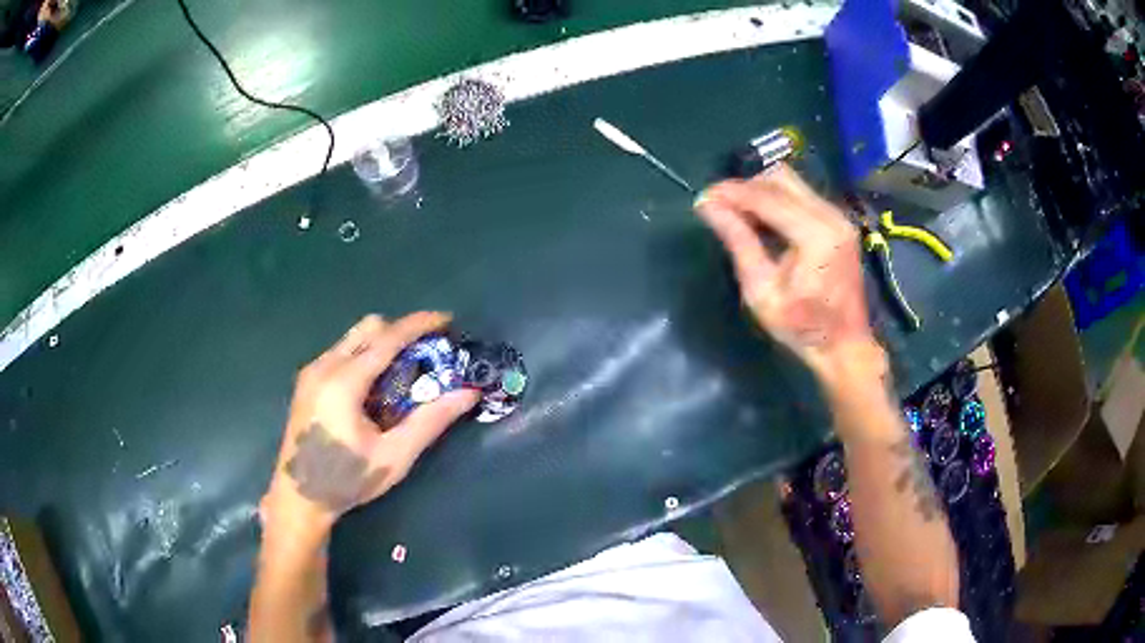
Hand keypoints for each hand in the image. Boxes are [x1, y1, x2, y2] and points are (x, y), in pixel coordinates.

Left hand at [260, 313, 478, 545]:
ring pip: (354, 338)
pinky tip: (376, 389)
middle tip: (428, 355)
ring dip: (383, 345)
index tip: (448, 320)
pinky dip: (366, 357)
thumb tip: (468, 393)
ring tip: (405, 375)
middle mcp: (324, 366)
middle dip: (401, 332)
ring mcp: (312, 372)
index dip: (420, 325)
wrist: (298, 498)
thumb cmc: (347, 480)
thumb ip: (430, 421)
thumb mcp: (394, 457)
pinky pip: (342, 352)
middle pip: (369, 328)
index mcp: (343, 382)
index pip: (387, 339)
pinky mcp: (307, 381)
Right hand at [694, 165, 885, 388]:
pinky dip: (777, 201)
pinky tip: (763, 222)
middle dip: (746, 188)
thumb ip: (738, 242)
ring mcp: (838, 216)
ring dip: (761, 192)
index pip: (766, 196)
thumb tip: (708, 206)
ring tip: (739, 216)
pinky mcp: (838, 221)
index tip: (703, 199)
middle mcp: (831, 216)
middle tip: (721, 209)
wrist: (845, 346)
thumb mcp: (761, 291)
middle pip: (780, 178)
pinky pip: (801, 195)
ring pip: (791, 183)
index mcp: (816, 235)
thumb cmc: (802, 327)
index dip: (731, 193)